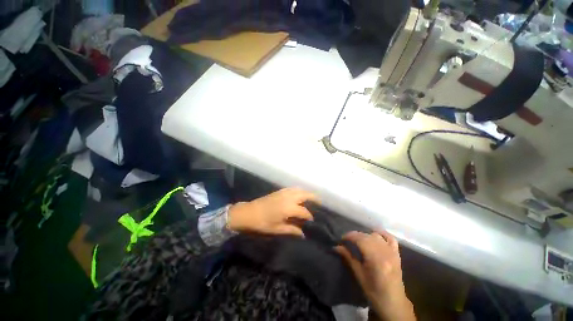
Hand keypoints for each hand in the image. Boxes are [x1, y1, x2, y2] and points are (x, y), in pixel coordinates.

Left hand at [227, 188, 317, 236]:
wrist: (248, 213)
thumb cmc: (262, 223)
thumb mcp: (277, 229)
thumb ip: (292, 230)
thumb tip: (303, 234)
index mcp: (289, 208)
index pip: (304, 212)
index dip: (310, 217)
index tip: (313, 221)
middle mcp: (289, 198)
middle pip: (305, 195)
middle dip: (314, 198)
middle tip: (320, 203)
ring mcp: (283, 192)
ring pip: (299, 190)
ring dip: (306, 193)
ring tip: (312, 198)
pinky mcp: (279, 191)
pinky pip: (292, 188)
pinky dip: (299, 190)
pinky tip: (299, 195)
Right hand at [335, 231, 415, 320]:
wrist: (393, 303)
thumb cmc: (374, 292)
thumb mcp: (359, 275)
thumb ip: (348, 258)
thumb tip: (336, 246)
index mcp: (376, 259)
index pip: (360, 239)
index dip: (349, 236)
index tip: (341, 239)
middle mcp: (385, 252)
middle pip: (367, 236)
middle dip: (355, 235)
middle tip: (347, 240)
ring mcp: (392, 252)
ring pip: (376, 235)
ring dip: (365, 235)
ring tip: (358, 240)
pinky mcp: (396, 253)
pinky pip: (390, 238)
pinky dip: (381, 234)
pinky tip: (374, 234)